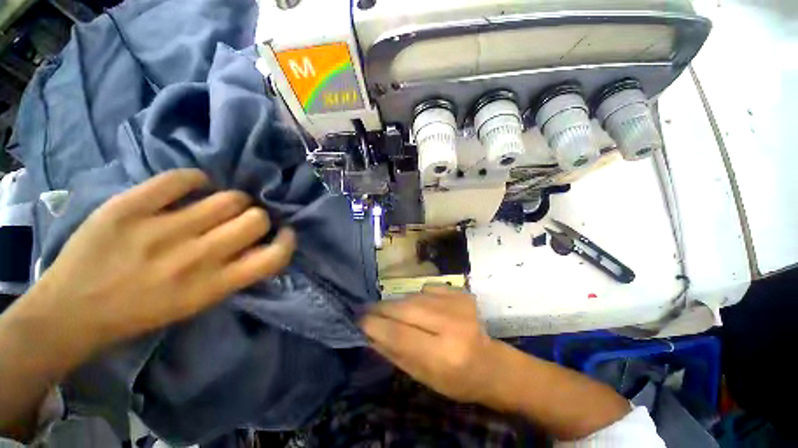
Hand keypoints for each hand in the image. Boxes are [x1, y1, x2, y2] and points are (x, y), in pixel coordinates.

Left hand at [22, 169, 295, 355]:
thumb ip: (235, 273)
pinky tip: (190, 187)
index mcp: (213, 285)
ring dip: (232, 200)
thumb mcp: (199, 303)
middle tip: (242, 219)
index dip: (287, 241)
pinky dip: (194, 180)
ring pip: (228, 198)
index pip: (274, 257)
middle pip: (255, 219)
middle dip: (257, 217)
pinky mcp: (129, 207)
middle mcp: (195, 258)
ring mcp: (160, 230)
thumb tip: (261, 243)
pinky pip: (181, 178)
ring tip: (217, 204)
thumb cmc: (142, 312)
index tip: (283, 233)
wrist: (72, 311)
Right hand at [360, 286, 500, 402]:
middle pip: (406, 308)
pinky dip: (419, 297)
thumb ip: (393, 352)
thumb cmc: (455, 380)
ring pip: (415, 296)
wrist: (490, 364)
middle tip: (368, 309)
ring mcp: (459, 304)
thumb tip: (368, 331)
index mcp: (443, 355)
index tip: (358, 319)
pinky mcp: (462, 293)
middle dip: (382, 308)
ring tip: (393, 311)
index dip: (375, 325)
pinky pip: (428, 289)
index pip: (399, 334)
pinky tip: (423, 307)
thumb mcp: (421, 376)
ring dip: (399, 303)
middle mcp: (452, 325)